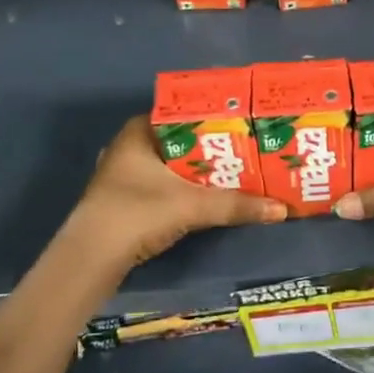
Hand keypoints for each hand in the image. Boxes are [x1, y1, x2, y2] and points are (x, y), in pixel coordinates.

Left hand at [65, 116, 286, 272]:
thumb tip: (282, 209)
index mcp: (138, 132)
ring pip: (173, 165)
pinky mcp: (126, 201)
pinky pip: (165, 185)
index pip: (183, 112)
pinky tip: (211, 196)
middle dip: (213, 146)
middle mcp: (129, 147)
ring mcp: (124, 175)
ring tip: (238, 171)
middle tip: (248, 148)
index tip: (244, 122)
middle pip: (181, 140)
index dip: (214, 116)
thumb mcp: (192, 206)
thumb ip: (236, 205)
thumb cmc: (137, 213)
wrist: (91, 260)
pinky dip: (187, 189)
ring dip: (201, 171)